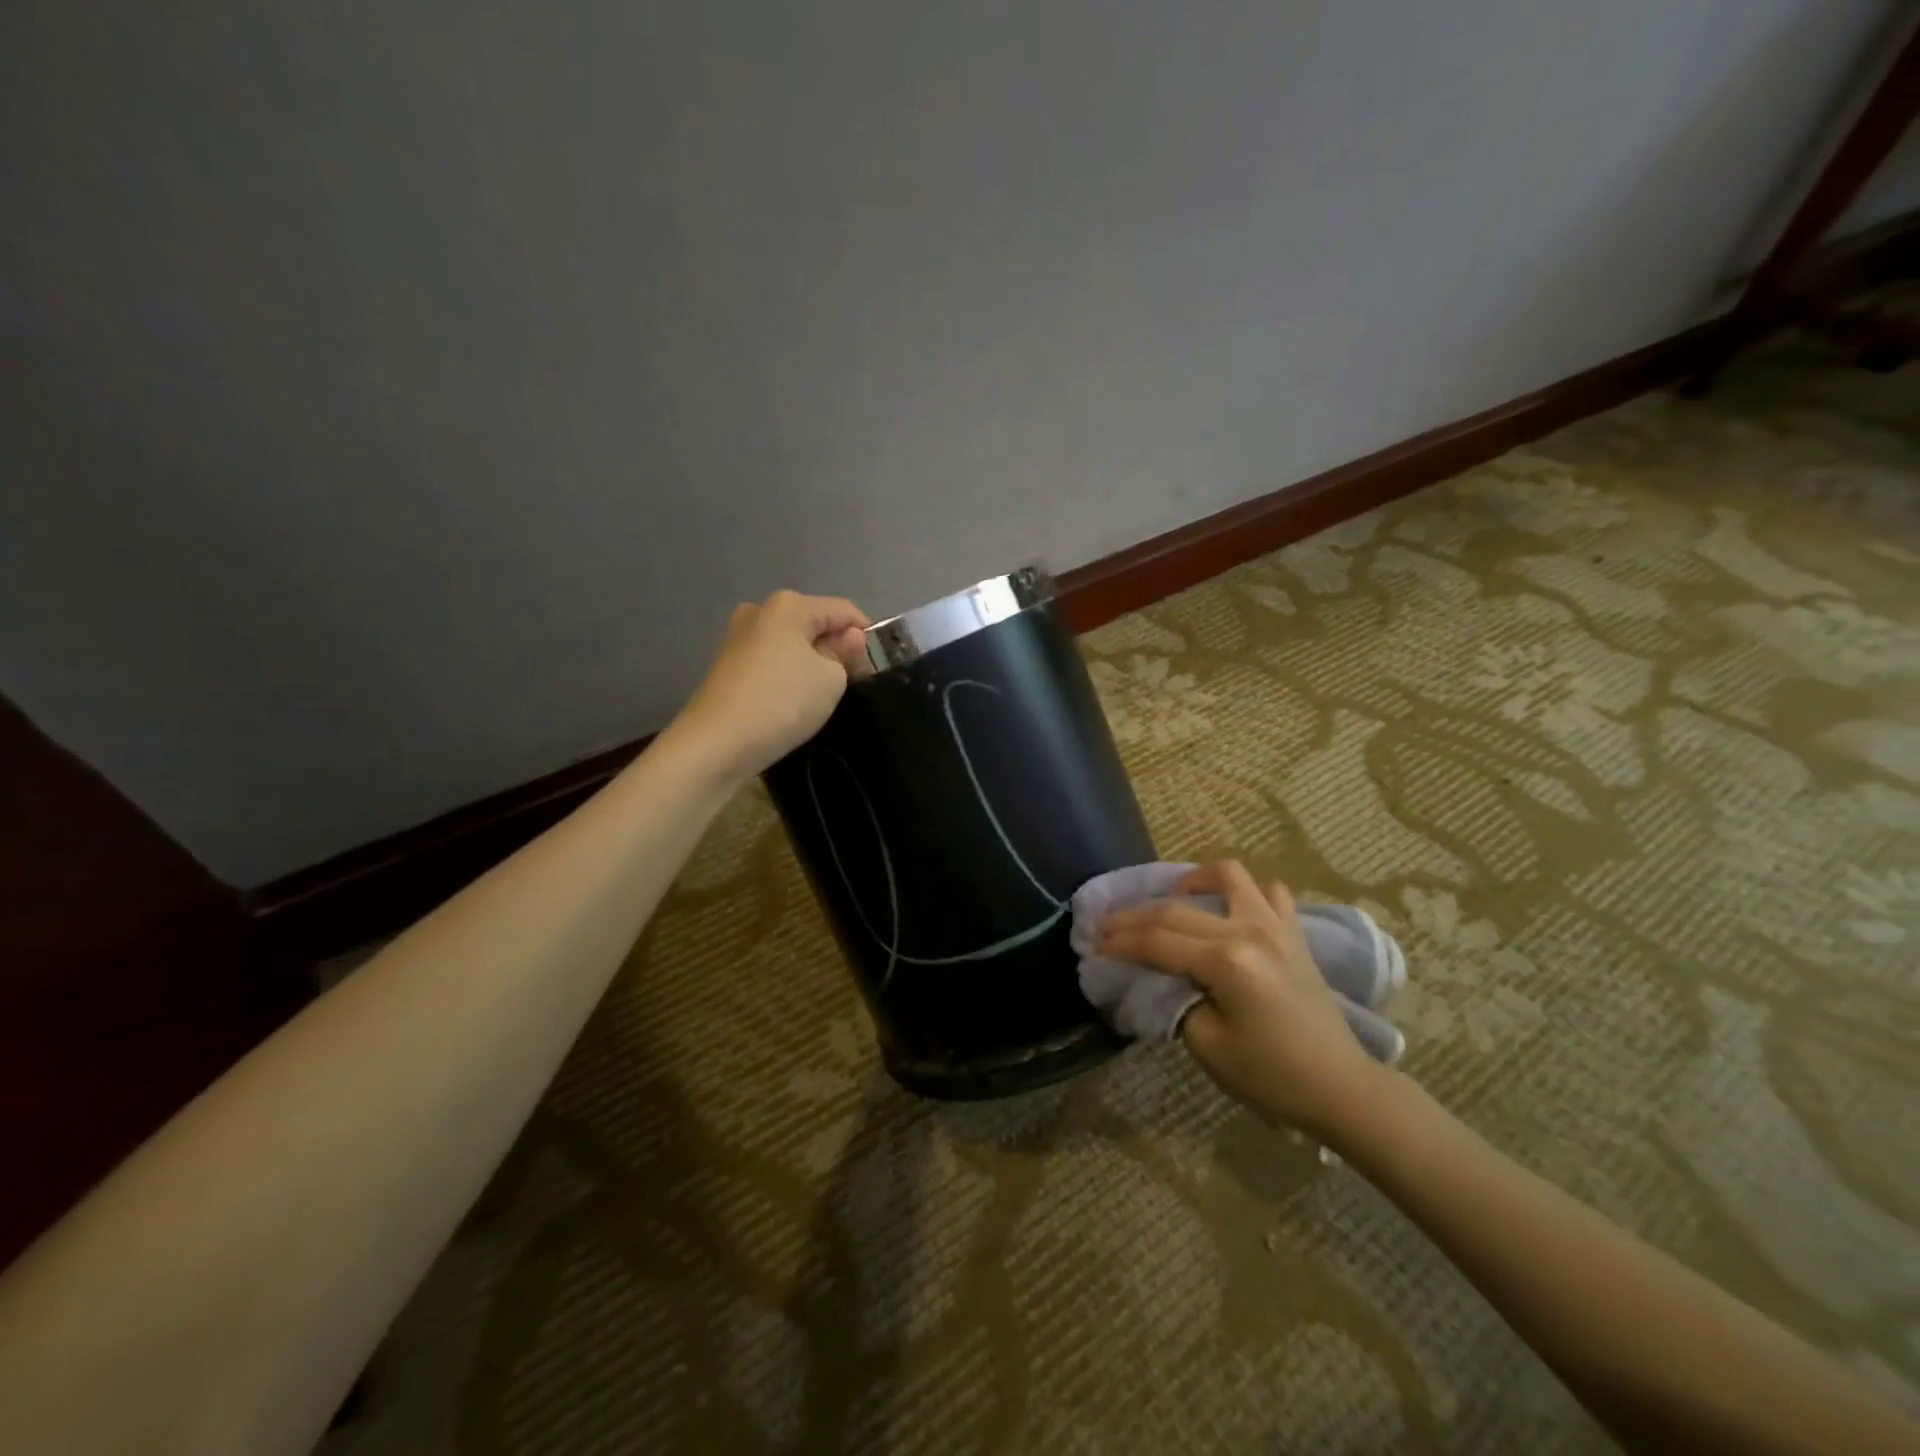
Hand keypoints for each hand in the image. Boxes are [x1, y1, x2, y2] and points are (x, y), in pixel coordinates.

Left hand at [676, 590, 868, 779]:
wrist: (717, 743)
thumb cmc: (783, 702)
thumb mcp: (832, 679)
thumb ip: (846, 654)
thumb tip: (850, 639)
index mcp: (789, 605)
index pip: (844, 610)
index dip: (866, 634)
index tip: (878, 664)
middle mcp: (760, 610)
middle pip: (814, 623)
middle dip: (836, 647)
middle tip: (852, 682)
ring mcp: (738, 636)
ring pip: (791, 643)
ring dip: (811, 662)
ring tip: (823, 695)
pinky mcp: (727, 664)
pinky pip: (771, 661)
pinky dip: (788, 674)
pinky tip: (793, 700)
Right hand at [1096, 860, 1386, 1138]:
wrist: (1341, 1087)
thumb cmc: (1272, 1076)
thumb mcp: (1208, 1046)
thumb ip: (1176, 1000)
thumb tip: (1159, 977)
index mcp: (1226, 961)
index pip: (1156, 941)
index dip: (1119, 942)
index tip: (1091, 944)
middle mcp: (1249, 930)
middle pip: (1175, 910)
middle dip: (1133, 917)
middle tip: (1105, 926)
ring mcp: (1275, 926)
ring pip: (1228, 876)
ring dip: (1192, 881)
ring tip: (1173, 899)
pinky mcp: (1294, 934)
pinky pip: (1269, 894)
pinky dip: (1244, 894)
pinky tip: (1229, 911)